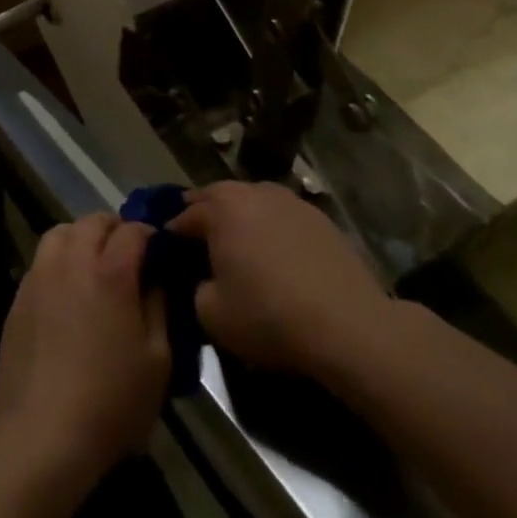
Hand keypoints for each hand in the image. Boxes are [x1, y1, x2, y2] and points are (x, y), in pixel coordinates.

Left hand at [0, 213, 169, 481]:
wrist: (43, 434)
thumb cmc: (111, 401)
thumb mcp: (158, 361)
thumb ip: (159, 308)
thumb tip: (157, 279)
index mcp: (111, 271)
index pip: (133, 230)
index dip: (150, 235)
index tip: (159, 252)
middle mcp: (73, 260)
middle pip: (94, 221)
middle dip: (115, 230)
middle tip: (127, 256)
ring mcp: (41, 275)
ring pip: (61, 232)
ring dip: (81, 238)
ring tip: (92, 265)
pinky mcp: (19, 295)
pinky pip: (42, 260)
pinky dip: (58, 261)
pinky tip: (66, 292)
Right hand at [168, 181, 391, 379]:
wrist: (348, 326)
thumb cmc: (270, 316)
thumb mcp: (211, 315)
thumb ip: (194, 288)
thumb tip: (203, 279)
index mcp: (219, 209)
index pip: (182, 216)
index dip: (171, 236)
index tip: (168, 256)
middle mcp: (250, 192)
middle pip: (215, 198)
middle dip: (203, 217)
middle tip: (199, 246)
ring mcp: (287, 199)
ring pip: (250, 202)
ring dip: (239, 219)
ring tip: (240, 249)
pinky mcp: (317, 216)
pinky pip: (280, 216)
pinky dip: (271, 229)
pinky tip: (277, 256)